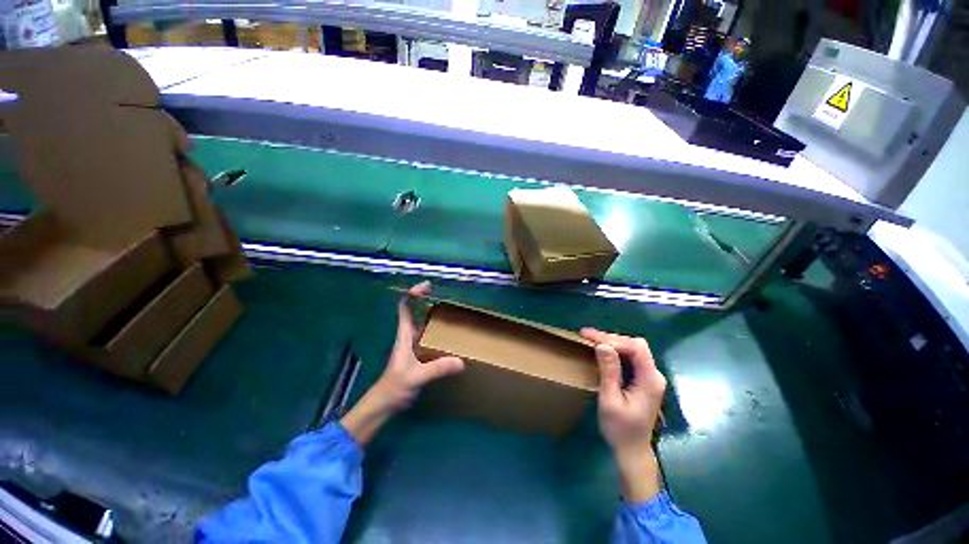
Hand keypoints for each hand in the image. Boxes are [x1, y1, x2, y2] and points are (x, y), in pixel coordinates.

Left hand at [341, 282, 464, 445]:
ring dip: (434, 317)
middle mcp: (408, 337)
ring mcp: (413, 346)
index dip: (413, 294)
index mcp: (404, 335)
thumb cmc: (394, 387)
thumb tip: (461, 362)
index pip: (405, 307)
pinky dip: (438, 333)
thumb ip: (437, 369)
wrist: (384, 404)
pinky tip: (450, 338)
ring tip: (453, 315)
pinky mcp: (418, 355)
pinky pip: (429, 338)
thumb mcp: (416, 377)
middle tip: (447, 298)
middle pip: (416, 312)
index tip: (427, 287)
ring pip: (423, 325)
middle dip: (428, 302)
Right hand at [581, 327, 666, 502]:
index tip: (590, 337)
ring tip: (590, 339)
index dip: (613, 339)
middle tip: (586, 336)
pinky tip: (601, 350)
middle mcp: (654, 375)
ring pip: (633, 349)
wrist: (632, 451)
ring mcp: (650, 377)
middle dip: (610, 338)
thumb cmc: (620, 429)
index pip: (636, 347)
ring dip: (611, 342)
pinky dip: (615, 351)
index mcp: (650, 380)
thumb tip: (602, 345)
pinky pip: (630, 358)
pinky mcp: (644, 380)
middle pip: (635, 345)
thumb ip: (609, 372)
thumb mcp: (610, 400)